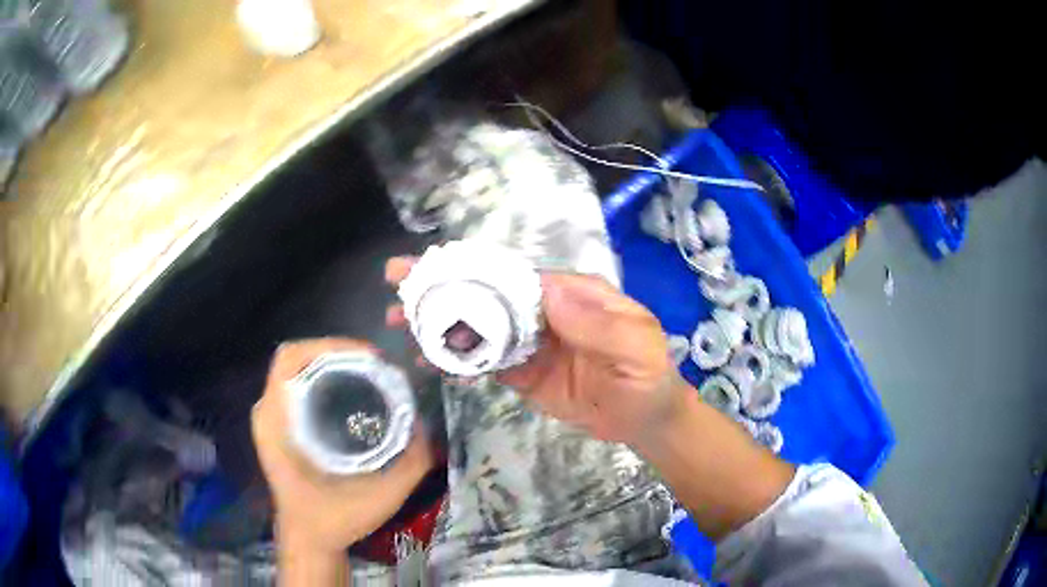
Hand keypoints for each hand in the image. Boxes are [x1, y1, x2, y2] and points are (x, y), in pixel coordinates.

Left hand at [251, 338, 434, 555]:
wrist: (309, 541)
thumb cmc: (334, 519)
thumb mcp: (379, 497)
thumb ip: (410, 464)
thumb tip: (427, 426)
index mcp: (277, 422)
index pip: (291, 358)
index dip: (331, 346)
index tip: (371, 359)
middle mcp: (269, 412)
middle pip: (297, 357)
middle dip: (339, 352)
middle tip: (378, 367)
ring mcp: (272, 417)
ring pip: (299, 369)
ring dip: (334, 364)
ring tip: (371, 375)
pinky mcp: (281, 425)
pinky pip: (300, 385)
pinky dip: (327, 379)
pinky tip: (354, 394)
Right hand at [385, 257, 683, 445]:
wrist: (645, 419)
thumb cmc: (647, 375)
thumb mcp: (634, 345)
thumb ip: (596, 322)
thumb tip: (547, 290)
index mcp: (571, 294)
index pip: (516, 276)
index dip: (474, 270)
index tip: (433, 268)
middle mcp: (545, 311)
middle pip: (488, 295)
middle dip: (443, 288)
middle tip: (397, 283)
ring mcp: (530, 343)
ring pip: (479, 327)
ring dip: (440, 323)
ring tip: (399, 320)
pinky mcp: (522, 373)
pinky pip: (485, 362)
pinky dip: (457, 360)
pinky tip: (428, 360)